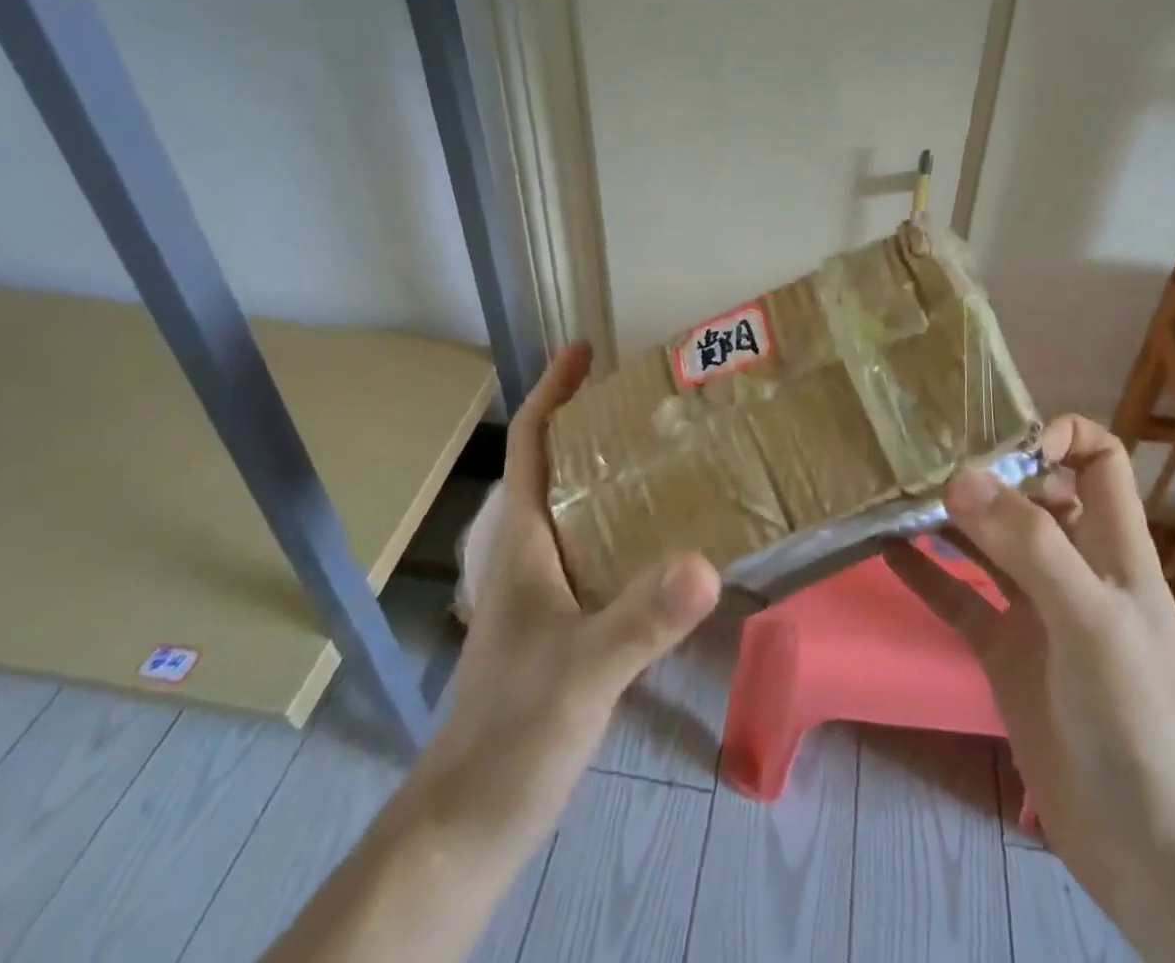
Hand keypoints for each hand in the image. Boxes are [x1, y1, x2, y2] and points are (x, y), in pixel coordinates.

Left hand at [411, 343, 721, 849]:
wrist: (466, 824)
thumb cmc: (511, 734)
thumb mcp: (583, 672)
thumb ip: (641, 618)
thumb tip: (708, 562)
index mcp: (522, 543)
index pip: (532, 445)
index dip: (553, 391)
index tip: (584, 348)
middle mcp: (528, 554)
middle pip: (554, 466)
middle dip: (590, 422)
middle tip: (646, 399)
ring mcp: (540, 591)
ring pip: (574, 508)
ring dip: (607, 472)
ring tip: (663, 452)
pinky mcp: (557, 624)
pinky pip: (591, 550)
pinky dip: (620, 525)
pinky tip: (660, 539)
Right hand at [886, 416, 1174, 910]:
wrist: (1153, 853)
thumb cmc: (1139, 720)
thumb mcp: (1090, 620)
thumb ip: (1029, 545)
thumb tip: (960, 476)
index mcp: (1113, 548)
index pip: (1097, 459)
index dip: (1057, 435)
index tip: (1000, 443)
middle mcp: (1074, 568)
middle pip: (1031, 494)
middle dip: (985, 472)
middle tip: (923, 462)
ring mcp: (1036, 612)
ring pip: (988, 543)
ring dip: (948, 518)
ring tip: (895, 494)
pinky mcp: (1004, 653)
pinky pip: (959, 598)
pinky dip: (926, 573)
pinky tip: (886, 550)